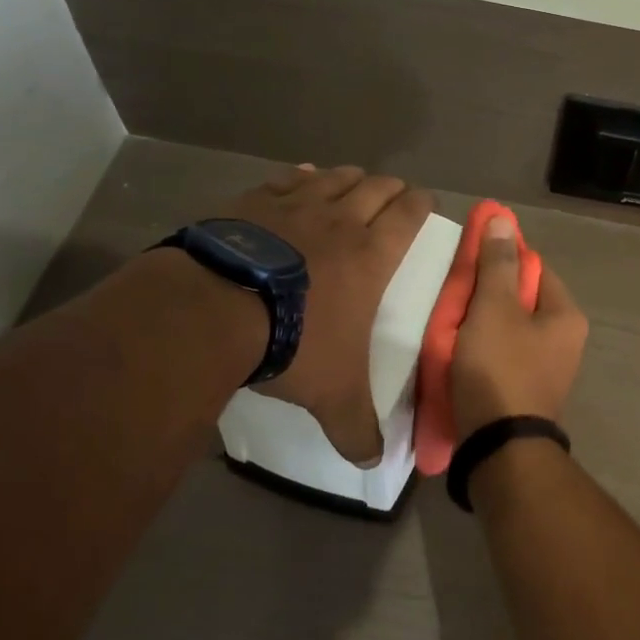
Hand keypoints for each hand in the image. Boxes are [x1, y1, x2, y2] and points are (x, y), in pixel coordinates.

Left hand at [224, 164, 433, 461]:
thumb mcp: (333, 395)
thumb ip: (356, 428)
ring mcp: (294, 206)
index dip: (421, 204)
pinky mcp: (252, 202)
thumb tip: (373, 462)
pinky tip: (300, 179)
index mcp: (372, 255)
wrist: (213, 312)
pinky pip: (286, 179)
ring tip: (354, 183)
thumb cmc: (293, 344)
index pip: (409, 215)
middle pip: (376, 187)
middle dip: (391, 188)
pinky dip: (301, 178)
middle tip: (395, 195)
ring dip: (350, 179)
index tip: (426, 201)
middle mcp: (340, 221)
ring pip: (335, 177)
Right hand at [451, 216, 587, 441]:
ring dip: (479, 322)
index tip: (469, 259)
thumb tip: (504, 219)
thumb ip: (497, 264)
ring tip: (448, 323)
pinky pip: (502, 356)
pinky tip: (457, 353)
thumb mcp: (494, 309)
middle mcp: (564, 340)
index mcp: (566, 315)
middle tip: (453, 293)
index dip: (501, 257)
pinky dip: (481, 349)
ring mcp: (546, 369)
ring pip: (508, 328)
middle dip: (486, 293)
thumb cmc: (499, 370)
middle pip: (520, 299)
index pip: (533, 267)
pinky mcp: (526, 392)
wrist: (498, 450)